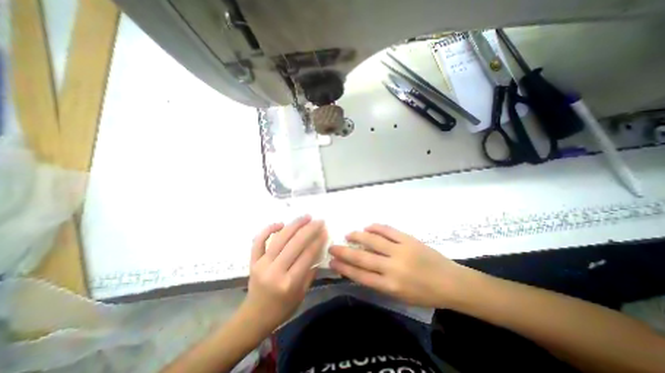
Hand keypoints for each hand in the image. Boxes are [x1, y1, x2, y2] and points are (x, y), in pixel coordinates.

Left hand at [243, 215, 327, 331]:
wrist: (254, 317)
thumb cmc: (282, 308)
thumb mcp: (302, 294)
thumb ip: (310, 271)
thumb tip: (318, 249)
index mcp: (290, 283)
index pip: (307, 255)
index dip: (318, 241)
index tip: (324, 230)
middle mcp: (275, 271)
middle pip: (295, 244)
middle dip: (309, 229)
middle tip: (318, 221)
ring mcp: (262, 264)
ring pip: (280, 238)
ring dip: (294, 225)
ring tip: (306, 217)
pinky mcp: (253, 261)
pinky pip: (258, 241)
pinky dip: (268, 229)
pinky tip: (280, 223)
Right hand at [327, 225, 472, 308]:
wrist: (451, 282)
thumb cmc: (424, 294)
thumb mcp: (400, 296)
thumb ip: (380, 282)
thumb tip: (361, 269)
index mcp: (390, 286)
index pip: (360, 276)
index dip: (344, 268)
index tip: (332, 262)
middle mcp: (392, 268)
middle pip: (362, 258)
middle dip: (344, 252)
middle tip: (332, 247)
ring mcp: (400, 251)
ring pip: (373, 241)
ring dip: (358, 236)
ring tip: (348, 234)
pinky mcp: (408, 239)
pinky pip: (388, 230)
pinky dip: (376, 227)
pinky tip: (367, 226)